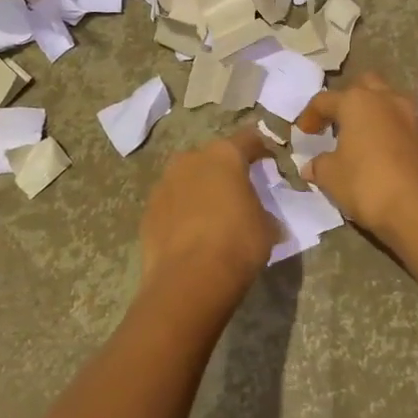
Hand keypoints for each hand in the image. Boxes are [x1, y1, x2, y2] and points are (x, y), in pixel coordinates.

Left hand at [138, 128, 275, 311]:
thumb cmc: (237, 243)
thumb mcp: (266, 228)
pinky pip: (171, 204)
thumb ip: (264, 213)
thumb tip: (264, 219)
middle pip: (211, 158)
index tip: (268, 160)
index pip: (248, 140)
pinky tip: (190, 235)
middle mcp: (190, 160)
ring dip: (199, 191)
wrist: (189, 278)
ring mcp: (164, 184)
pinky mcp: (148, 210)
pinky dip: (181, 213)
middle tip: (237, 192)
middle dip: (224, 171)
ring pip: (186, 179)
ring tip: (211, 216)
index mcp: (224, 156)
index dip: (260, 148)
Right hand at [296, 73, 417, 248]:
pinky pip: (402, 123)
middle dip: (347, 100)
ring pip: (387, 101)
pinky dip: (388, 131)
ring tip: (358, 138)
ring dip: (371, 114)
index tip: (303, 134)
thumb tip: (310, 166)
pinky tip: (379, 154)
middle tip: (336, 123)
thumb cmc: (368, 185)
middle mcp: (387, 99)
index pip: (325, 100)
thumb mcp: (331, 177)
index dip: (309, 116)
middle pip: (363, 86)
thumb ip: (318, 165)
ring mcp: (412, 116)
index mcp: (358, 102)